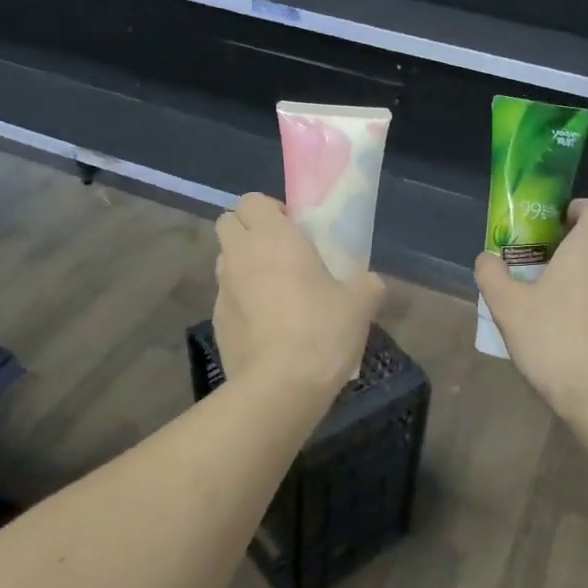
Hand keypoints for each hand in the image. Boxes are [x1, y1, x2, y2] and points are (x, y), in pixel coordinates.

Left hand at [214, 193, 383, 393]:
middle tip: (281, 253)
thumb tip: (370, 282)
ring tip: (274, 290)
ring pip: (225, 260)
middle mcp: (241, 255)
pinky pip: (227, 297)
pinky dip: (242, 300)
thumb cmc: (321, 331)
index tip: (295, 230)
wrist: (280, 386)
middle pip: (229, 223)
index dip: (271, 210)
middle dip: (249, 230)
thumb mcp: (360, 304)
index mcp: (274, 238)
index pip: (251, 200)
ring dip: (244, 264)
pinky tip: (267, 325)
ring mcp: (223, 289)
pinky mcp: (216, 321)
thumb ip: (367, 284)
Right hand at [474, 198, 587, 421]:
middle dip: (573, 255)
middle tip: (541, 277)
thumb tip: (487, 259)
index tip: (556, 225)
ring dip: (587, 286)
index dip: (579, 209)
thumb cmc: (553, 338)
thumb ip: (492, 275)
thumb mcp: (508, 307)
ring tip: (557, 314)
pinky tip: (578, 342)